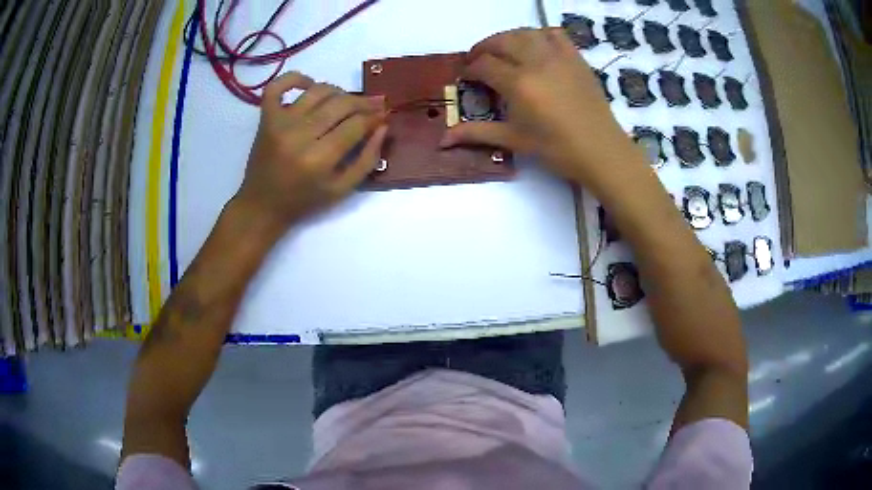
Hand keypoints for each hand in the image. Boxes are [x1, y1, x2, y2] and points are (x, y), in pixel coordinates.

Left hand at [235, 71, 386, 230]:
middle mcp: (298, 135)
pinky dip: (295, 78)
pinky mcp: (265, 117)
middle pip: (340, 104)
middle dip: (363, 102)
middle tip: (373, 105)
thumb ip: (367, 159)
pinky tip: (309, 85)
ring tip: (346, 102)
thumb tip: (382, 126)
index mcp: (318, 159)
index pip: (355, 125)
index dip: (374, 117)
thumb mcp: (342, 191)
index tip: (383, 116)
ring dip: (338, 92)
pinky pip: (278, 86)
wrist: (262, 205)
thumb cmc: (304, 201)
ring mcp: (279, 123)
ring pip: (318, 90)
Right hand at [440, 28, 644, 193]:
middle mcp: (536, 62)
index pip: (484, 65)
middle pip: (502, 41)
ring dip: (508, 37)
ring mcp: (559, 57)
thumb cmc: (557, 149)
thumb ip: (477, 133)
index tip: (464, 77)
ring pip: (526, 33)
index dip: (469, 69)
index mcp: (519, 84)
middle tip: (477, 60)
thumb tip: (443, 140)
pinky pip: (554, 34)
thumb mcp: (515, 140)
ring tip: (503, 51)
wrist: (601, 151)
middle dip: (484, 48)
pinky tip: (535, 46)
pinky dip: (539, 34)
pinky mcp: (576, 58)